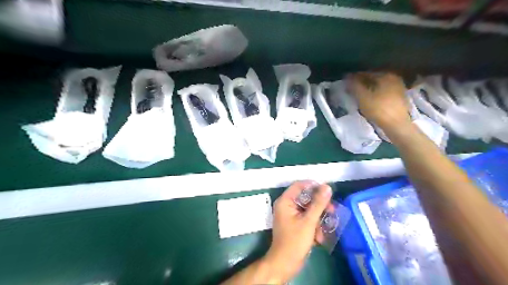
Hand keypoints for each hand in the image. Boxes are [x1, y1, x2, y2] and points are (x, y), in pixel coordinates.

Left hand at [264, 181, 331, 280]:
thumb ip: (318, 203)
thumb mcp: (309, 221)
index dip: (313, 186)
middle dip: (319, 205)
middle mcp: (286, 205)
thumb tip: (327, 187)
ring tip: (325, 228)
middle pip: (305, 197)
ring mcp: (290, 215)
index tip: (327, 191)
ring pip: (308, 209)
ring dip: (318, 218)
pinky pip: (306, 218)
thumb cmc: (295, 241)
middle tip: (332, 210)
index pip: (299, 185)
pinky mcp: (294, 224)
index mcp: (285, 201)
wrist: (285, 264)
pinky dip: (314, 225)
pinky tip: (319, 237)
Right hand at [346, 72, 412, 130]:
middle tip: (351, 88)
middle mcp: (394, 78)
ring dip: (369, 88)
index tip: (346, 81)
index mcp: (386, 75)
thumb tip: (348, 77)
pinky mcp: (400, 97)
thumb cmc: (379, 109)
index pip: (366, 73)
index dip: (354, 77)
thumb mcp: (363, 97)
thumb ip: (354, 86)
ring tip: (359, 94)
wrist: (397, 125)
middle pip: (374, 78)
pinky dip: (376, 93)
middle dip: (362, 82)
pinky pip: (384, 91)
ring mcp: (399, 87)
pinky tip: (370, 98)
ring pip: (379, 85)